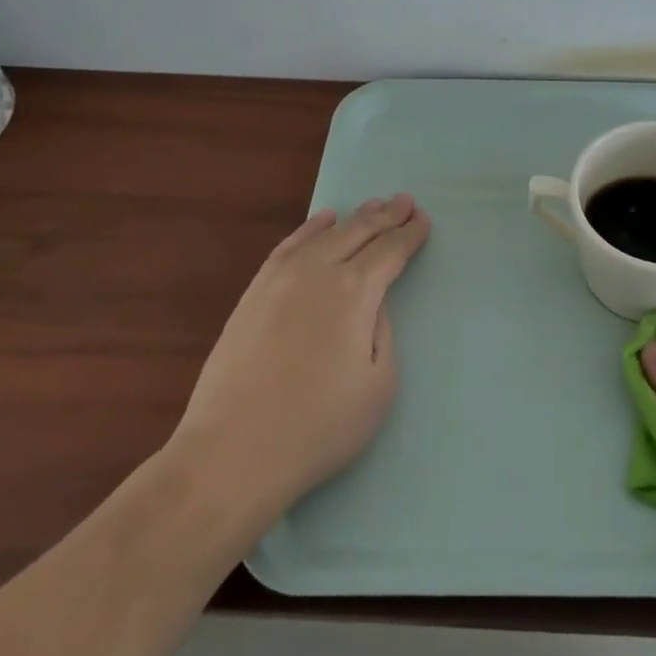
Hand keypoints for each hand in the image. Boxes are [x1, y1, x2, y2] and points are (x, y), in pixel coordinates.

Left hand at [169, 195, 430, 511]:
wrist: (233, 453)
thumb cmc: (319, 427)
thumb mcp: (379, 385)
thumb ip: (383, 332)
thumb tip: (373, 303)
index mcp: (354, 293)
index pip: (390, 251)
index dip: (409, 235)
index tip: (423, 221)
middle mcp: (318, 273)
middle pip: (359, 233)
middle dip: (387, 216)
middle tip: (405, 201)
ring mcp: (280, 279)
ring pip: (324, 234)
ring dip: (353, 218)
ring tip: (373, 205)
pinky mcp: (254, 293)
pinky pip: (288, 246)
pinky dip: (309, 229)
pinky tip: (322, 220)